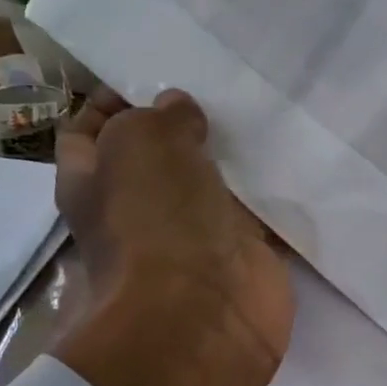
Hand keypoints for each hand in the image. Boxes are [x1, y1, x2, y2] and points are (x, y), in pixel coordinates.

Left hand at [52, 88, 292, 385]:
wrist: (203, 314)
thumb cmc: (154, 222)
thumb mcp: (140, 143)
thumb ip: (159, 117)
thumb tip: (178, 109)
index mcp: (96, 183)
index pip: (90, 129)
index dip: (114, 98)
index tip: (157, 71)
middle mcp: (142, 209)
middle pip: (160, 155)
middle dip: (185, 123)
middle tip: (222, 84)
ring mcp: (196, 235)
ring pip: (214, 182)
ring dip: (234, 155)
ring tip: (263, 108)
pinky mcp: (245, 254)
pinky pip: (261, 213)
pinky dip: (276, 192)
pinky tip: (296, 154)